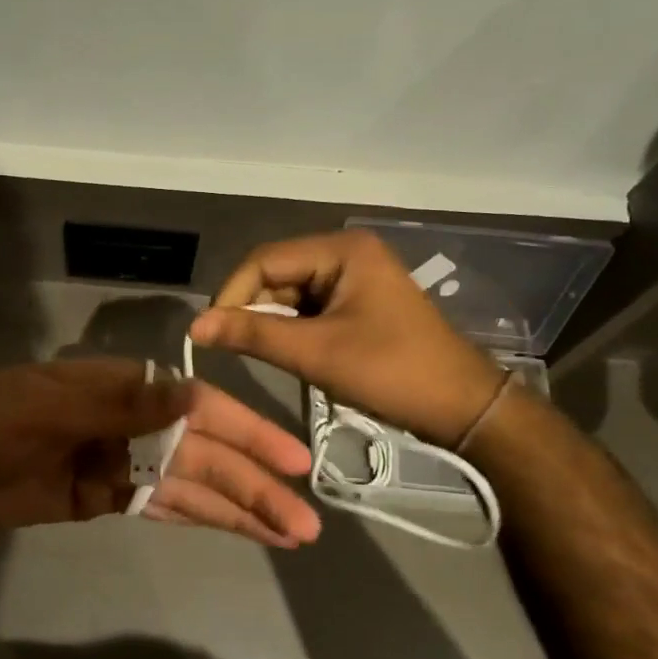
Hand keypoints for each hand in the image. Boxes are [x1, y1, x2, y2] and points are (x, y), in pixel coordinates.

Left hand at [0, 359, 320, 547]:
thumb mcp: (47, 407)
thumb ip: (121, 405)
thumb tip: (193, 398)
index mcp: (118, 387)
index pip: (196, 407)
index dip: (246, 432)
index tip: (291, 460)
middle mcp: (127, 421)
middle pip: (201, 452)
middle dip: (252, 483)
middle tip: (304, 521)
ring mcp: (116, 462)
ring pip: (187, 485)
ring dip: (235, 506)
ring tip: (287, 533)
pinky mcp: (100, 498)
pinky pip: (158, 507)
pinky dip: (196, 519)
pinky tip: (235, 529)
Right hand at [188, 230, 504, 445]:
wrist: (462, 408)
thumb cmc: (391, 373)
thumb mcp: (315, 353)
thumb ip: (252, 334)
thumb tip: (195, 326)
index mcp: (341, 250)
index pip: (264, 260)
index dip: (232, 294)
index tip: (210, 334)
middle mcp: (345, 253)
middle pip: (276, 274)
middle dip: (253, 310)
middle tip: (236, 350)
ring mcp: (354, 277)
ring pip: (289, 294)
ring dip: (272, 324)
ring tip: (266, 356)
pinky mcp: (357, 302)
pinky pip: (309, 308)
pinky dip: (293, 330)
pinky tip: (291, 355)